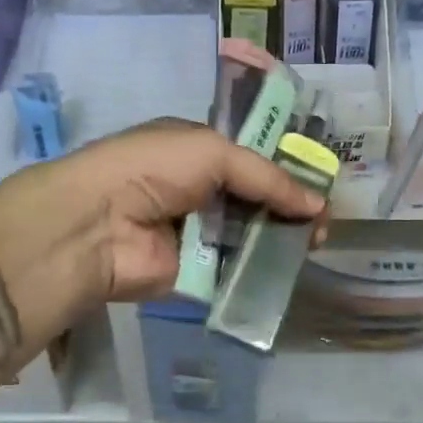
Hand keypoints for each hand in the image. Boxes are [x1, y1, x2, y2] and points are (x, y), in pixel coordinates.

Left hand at [17, 118, 327, 303]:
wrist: (99, 224)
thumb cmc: (153, 169)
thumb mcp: (213, 152)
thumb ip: (266, 176)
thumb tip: (316, 204)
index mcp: (196, 150)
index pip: (250, 157)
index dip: (285, 169)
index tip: (319, 184)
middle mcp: (196, 189)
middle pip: (254, 198)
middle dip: (290, 207)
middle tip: (323, 222)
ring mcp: (196, 232)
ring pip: (249, 234)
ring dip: (281, 238)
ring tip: (315, 244)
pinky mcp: (195, 272)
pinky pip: (235, 268)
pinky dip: (261, 268)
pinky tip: (291, 268)